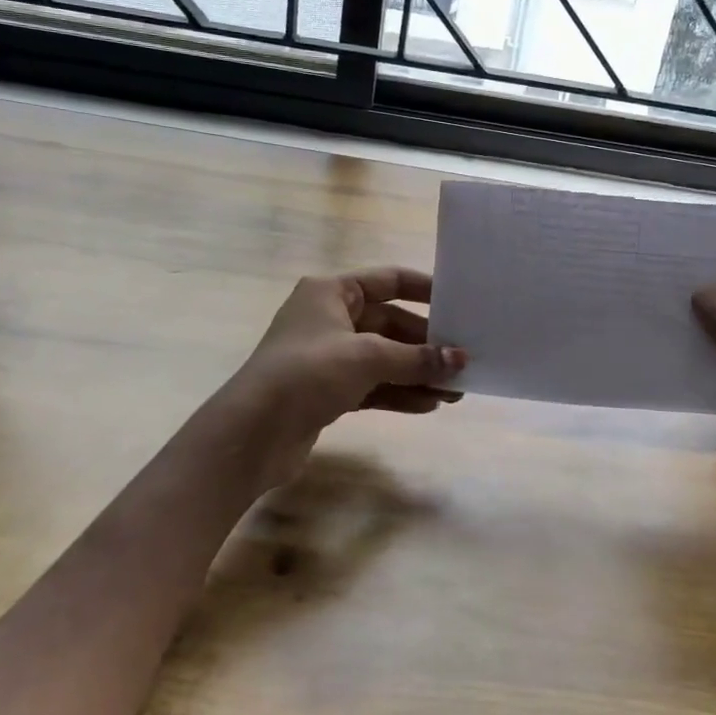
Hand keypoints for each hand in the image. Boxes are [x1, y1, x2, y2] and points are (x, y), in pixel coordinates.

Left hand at [229, 269, 465, 489]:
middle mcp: (330, 318)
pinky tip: (429, 406)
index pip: (388, 280)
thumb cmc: (307, 373)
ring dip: (417, 373)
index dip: (424, 289)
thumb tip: (461, 360)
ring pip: (384, 359)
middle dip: (426, 345)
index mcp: (331, 292)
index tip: (459, 302)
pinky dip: (399, 393)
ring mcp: (328, 356)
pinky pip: (373, 385)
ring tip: (456, 391)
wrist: (251, 434)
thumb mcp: (367, 357)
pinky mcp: (328, 391)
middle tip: (464, 361)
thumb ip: (417, 358)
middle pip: (390, 324)